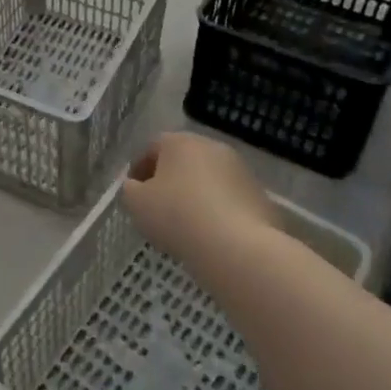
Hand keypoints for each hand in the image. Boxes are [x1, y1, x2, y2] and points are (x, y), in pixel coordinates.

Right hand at [122, 132, 278, 267]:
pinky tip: (209, 235)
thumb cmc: (177, 216)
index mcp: (180, 142)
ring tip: (185, 225)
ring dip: (195, 195)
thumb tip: (137, 187)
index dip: (139, 168)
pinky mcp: (260, 197)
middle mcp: (213, 148)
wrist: (237, 247)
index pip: (153, 147)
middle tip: (157, 207)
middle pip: (183, 161)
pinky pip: (229, 200)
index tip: (134, 191)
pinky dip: (217, 211)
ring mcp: (241, 171)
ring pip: (208, 180)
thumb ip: (130, 190)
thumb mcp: (136, 203)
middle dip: (169, 180)